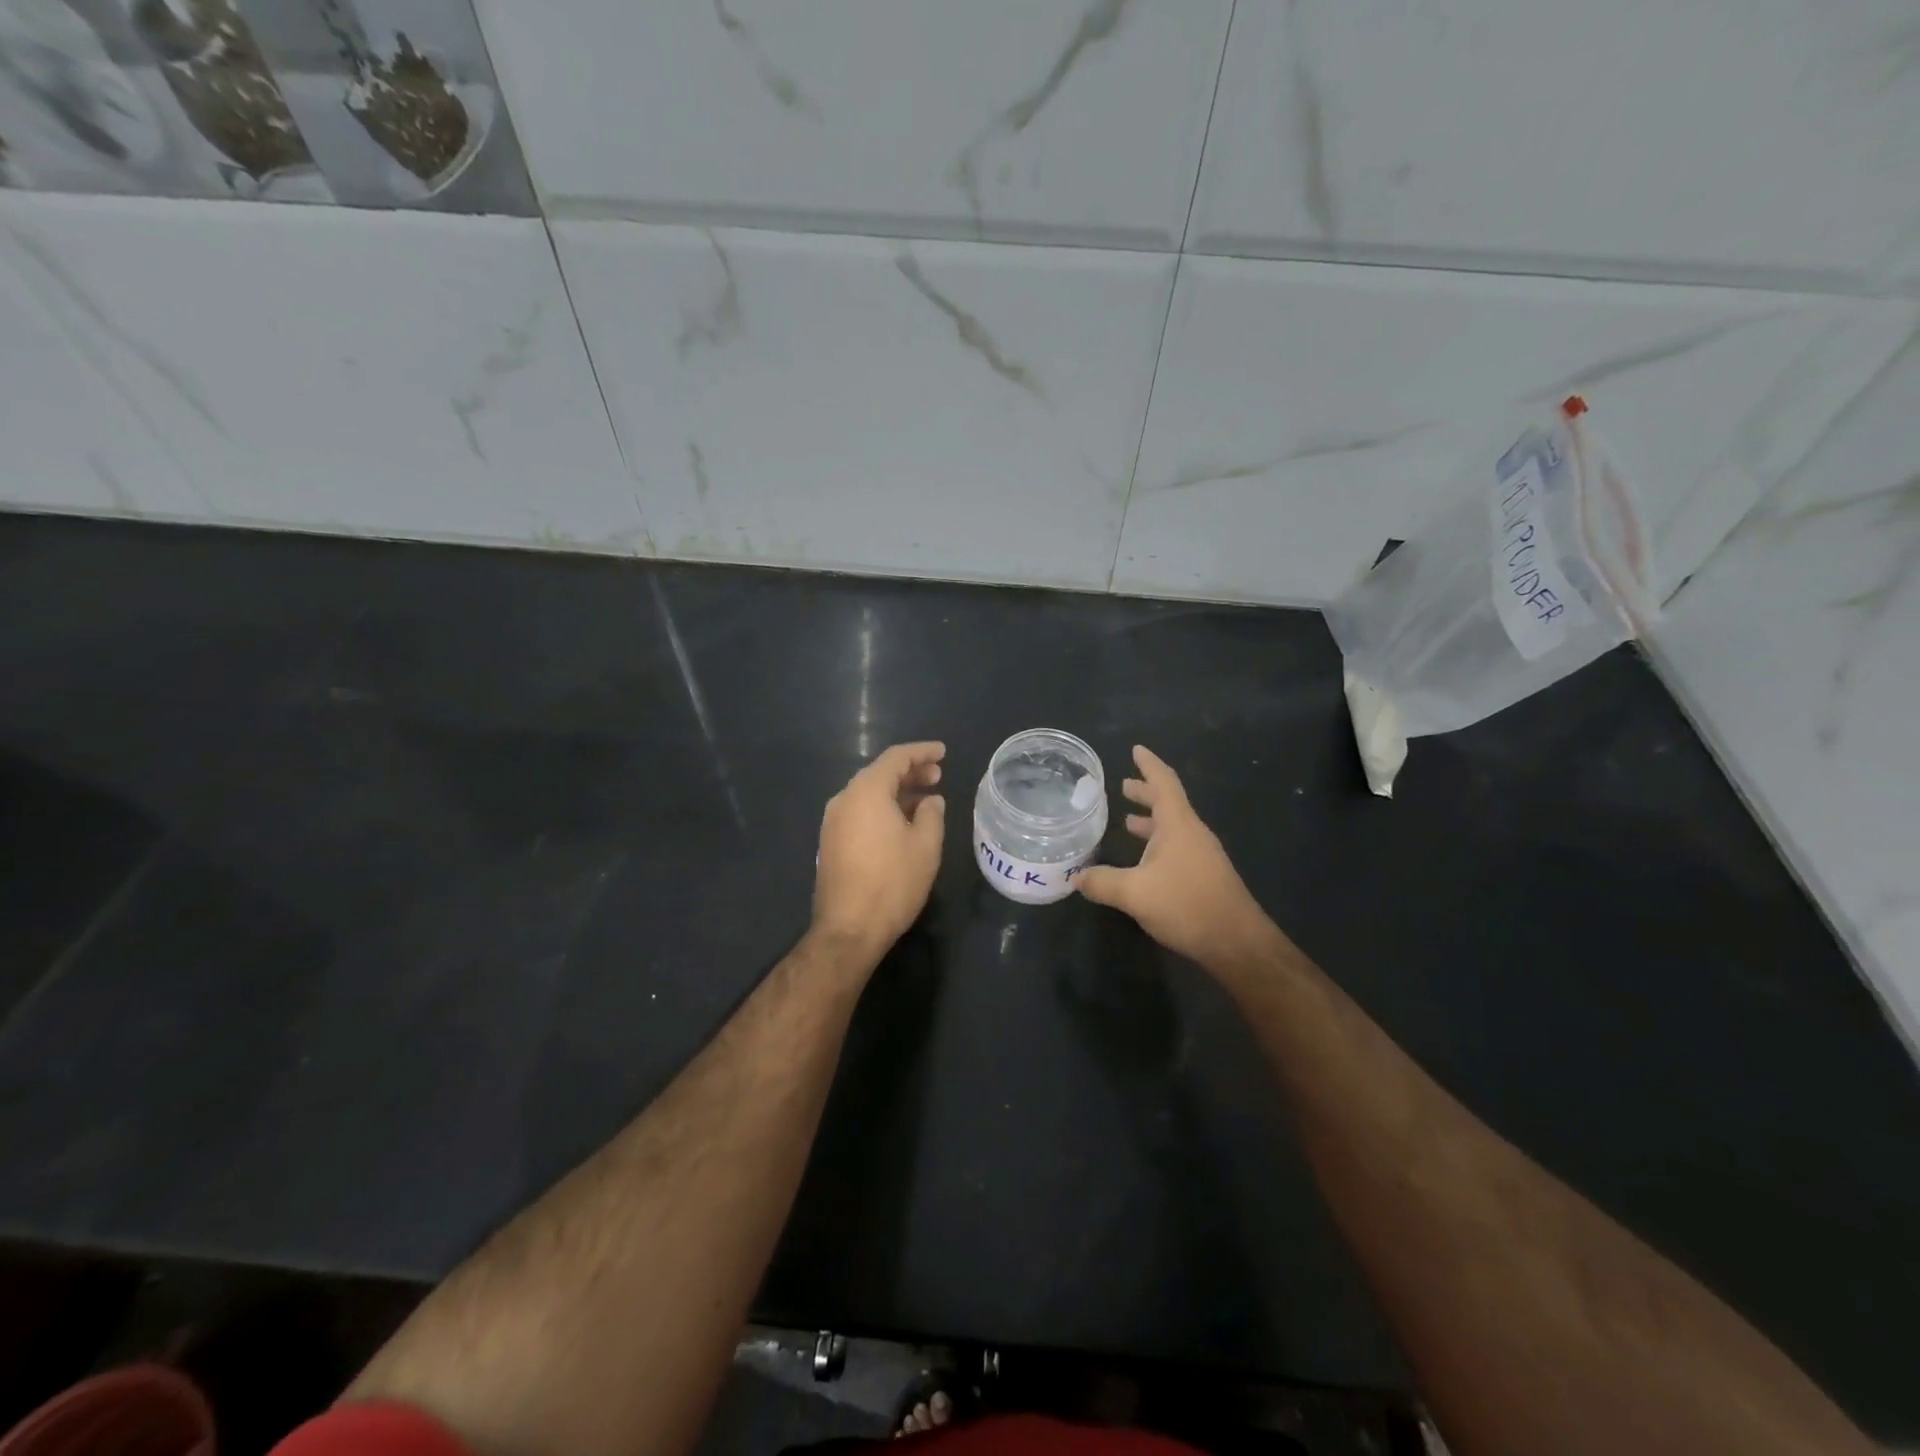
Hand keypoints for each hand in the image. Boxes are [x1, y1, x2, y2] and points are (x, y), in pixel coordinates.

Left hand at [812, 741, 946, 962]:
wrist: (849, 929)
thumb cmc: (892, 883)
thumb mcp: (925, 846)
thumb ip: (932, 814)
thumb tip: (931, 800)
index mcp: (866, 792)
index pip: (896, 758)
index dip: (922, 752)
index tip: (943, 752)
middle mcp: (844, 799)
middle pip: (879, 774)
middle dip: (910, 771)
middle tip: (937, 775)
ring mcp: (832, 822)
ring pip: (868, 794)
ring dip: (897, 792)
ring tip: (925, 799)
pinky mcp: (830, 842)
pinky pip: (860, 812)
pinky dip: (882, 808)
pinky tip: (902, 822)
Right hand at [1077, 745, 1275, 972]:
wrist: (1237, 943)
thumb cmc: (1186, 905)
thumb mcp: (1134, 893)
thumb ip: (1102, 882)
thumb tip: (1076, 877)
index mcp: (1178, 824)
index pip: (1163, 782)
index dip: (1148, 764)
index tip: (1136, 749)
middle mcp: (1192, 833)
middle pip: (1168, 803)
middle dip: (1145, 792)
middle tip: (1122, 785)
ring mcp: (1202, 855)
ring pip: (1173, 827)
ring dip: (1151, 820)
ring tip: (1128, 820)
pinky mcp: (1205, 876)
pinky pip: (1177, 847)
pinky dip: (1157, 843)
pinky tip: (1143, 861)